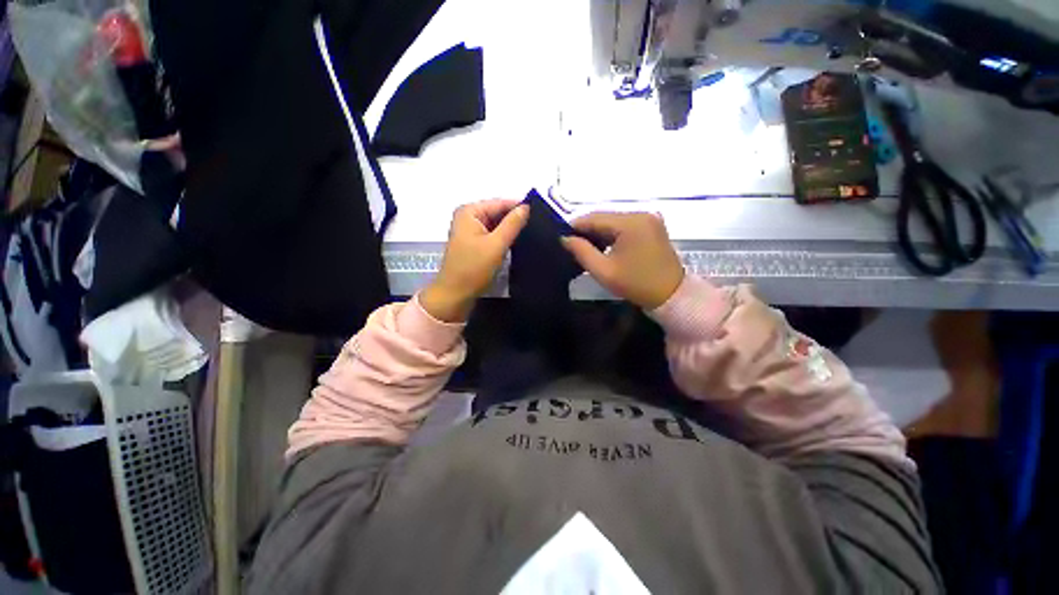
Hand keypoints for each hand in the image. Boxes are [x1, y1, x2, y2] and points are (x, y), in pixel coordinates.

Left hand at [420, 199, 529, 321]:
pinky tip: (516, 244)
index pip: (500, 203)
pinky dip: (503, 239)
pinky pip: (492, 235)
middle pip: (497, 213)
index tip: (540, 214)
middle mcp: (468, 217)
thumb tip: (527, 207)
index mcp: (470, 211)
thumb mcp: (496, 245)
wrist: (455, 295)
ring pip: (496, 225)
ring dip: (510, 231)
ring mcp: (469, 231)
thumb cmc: (473, 268)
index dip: (520, 207)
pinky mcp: (473, 243)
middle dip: (515, 220)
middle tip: (538, 227)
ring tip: (531, 235)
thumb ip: (512, 224)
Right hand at [562, 212, 683, 309]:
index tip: (561, 237)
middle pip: (604, 217)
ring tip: (585, 247)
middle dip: (587, 230)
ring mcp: (648, 219)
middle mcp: (641, 214)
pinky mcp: (652, 226)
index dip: (575, 226)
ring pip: (614, 221)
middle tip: (571, 244)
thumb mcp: (604, 271)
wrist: (671, 295)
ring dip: (599, 232)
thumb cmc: (636, 284)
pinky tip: (603, 246)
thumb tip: (565, 238)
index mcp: (630, 223)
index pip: (594, 217)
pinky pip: (625, 225)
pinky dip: (612, 234)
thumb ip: (582, 252)